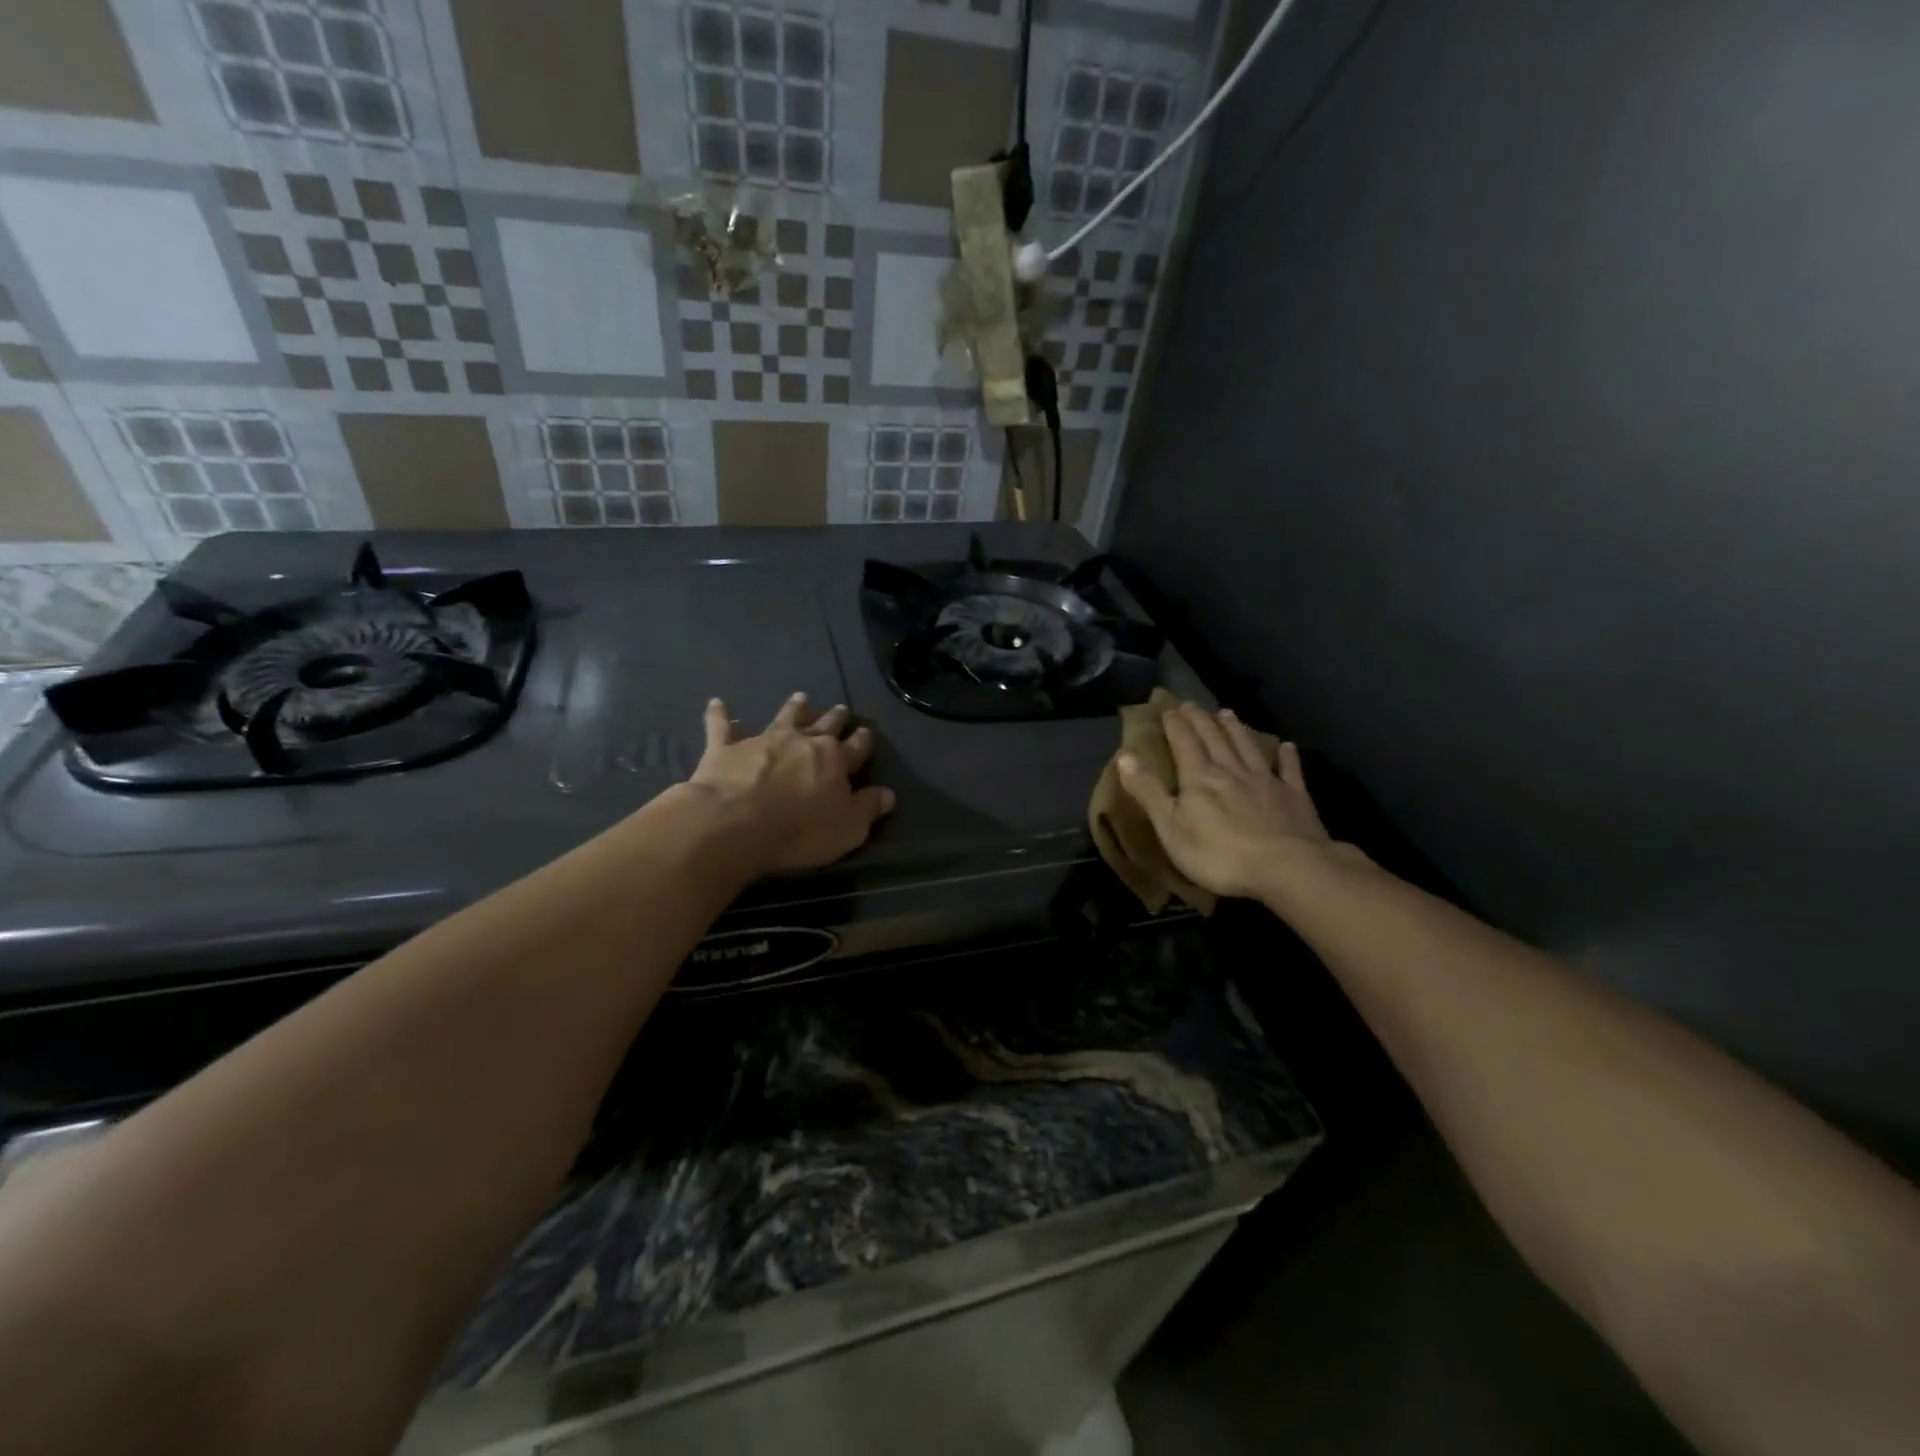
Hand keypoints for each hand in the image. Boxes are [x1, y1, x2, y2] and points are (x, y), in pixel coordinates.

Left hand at [687, 693, 895, 874]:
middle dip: (835, 717)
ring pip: (784, 717)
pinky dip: (719, 714)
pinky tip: (716, 703)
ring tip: (800, 697)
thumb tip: (888, 794)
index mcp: (835, 760)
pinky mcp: (727, 748)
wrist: (736, 823)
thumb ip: (868, 808)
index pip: (856, 747)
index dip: (863, 740)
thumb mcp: (848, 828)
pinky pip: (722, 726)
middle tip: (840, 708)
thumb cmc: (800, 830)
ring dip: (793, 707)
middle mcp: (802, 742)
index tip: (867, 732)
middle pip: (824, 724)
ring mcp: (764, 740)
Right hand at [1118, 703, 1341, 901]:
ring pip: (1247, 747)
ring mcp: (1266, 781)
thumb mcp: (1171, 828)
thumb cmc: (1220, 855)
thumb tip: (1124, 756)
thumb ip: (1149, 792)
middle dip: (1200, 720)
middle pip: (1214, 739)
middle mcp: (1232, 771)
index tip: (1168, 708)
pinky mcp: (1295, 797)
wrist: (1287, 868)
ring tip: (1226, 712)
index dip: (1175, 725)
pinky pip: (1289, 771)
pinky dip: (1287, 757)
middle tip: (1191, 704)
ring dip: (1235, 729)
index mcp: (1200, 778)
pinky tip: (1287, 747)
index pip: (1184, 743)